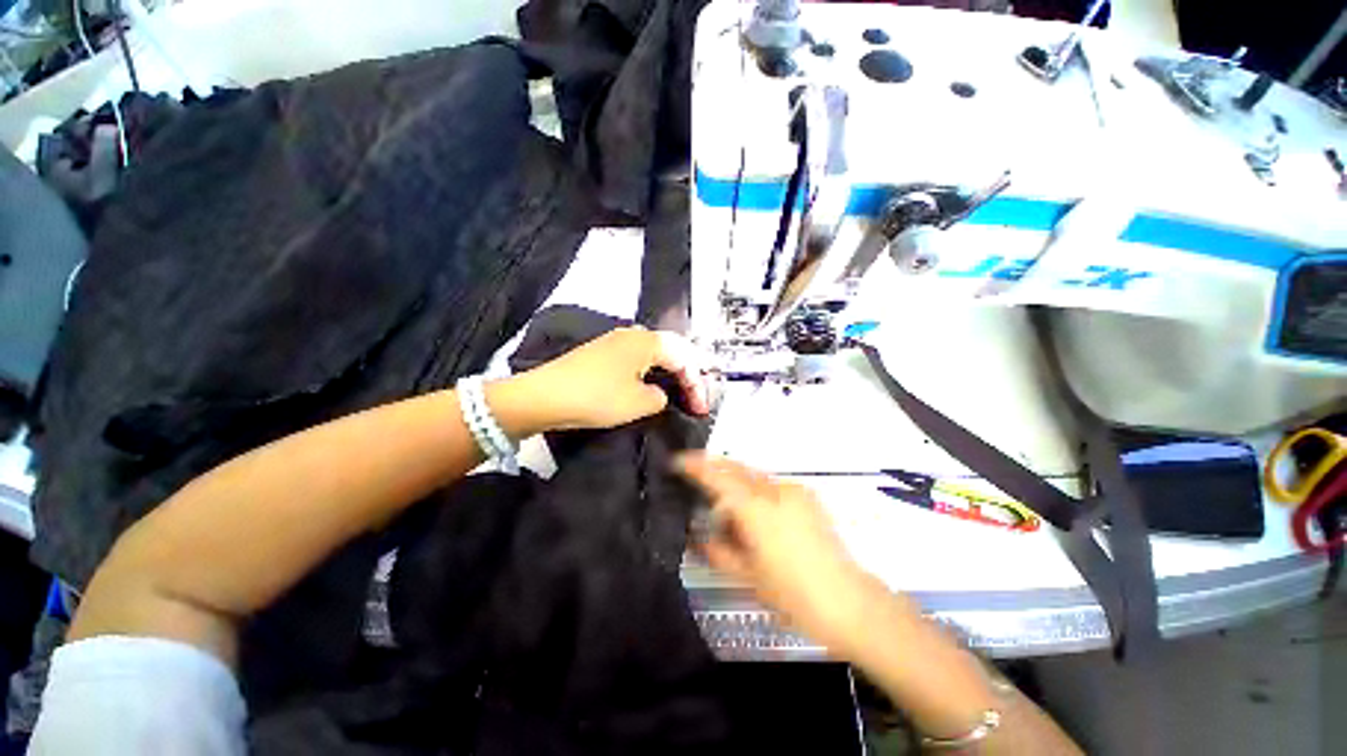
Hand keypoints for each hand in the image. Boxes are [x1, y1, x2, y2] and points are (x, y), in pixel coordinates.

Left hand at [511, 327, 710, 432]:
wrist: (544, 396)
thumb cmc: (597, 397)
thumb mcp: (638, 403)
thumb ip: (660, 397)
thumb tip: (658, 393)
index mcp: (647, 341)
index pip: (684, 359)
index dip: (697, 384)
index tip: (701, 410)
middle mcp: (633, 334)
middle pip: (672, 349)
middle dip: (688, 373)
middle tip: (696, 396)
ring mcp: (615, 341)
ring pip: (655, 353)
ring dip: (670, 371)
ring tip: (680, 390)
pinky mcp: (602, 352)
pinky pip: (637, 358)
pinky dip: (651, 371)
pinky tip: (651, 383)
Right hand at [677, 453, 878, 653]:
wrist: (848, 602)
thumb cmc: (792, 594)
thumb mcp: (746, 575)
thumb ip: (718, 550)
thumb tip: (699, 535)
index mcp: (756, 509)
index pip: (718, 477)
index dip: (695, 466)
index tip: (677, 460)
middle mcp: (774, 490)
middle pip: (736, 467)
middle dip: (713, 465)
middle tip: (695, 472)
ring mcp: (794, 490)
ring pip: (754, 475)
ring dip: (735, 480)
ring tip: (726, 506)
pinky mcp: (807, 496)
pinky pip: (772, 484)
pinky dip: (755, 490)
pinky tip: (755, 512)